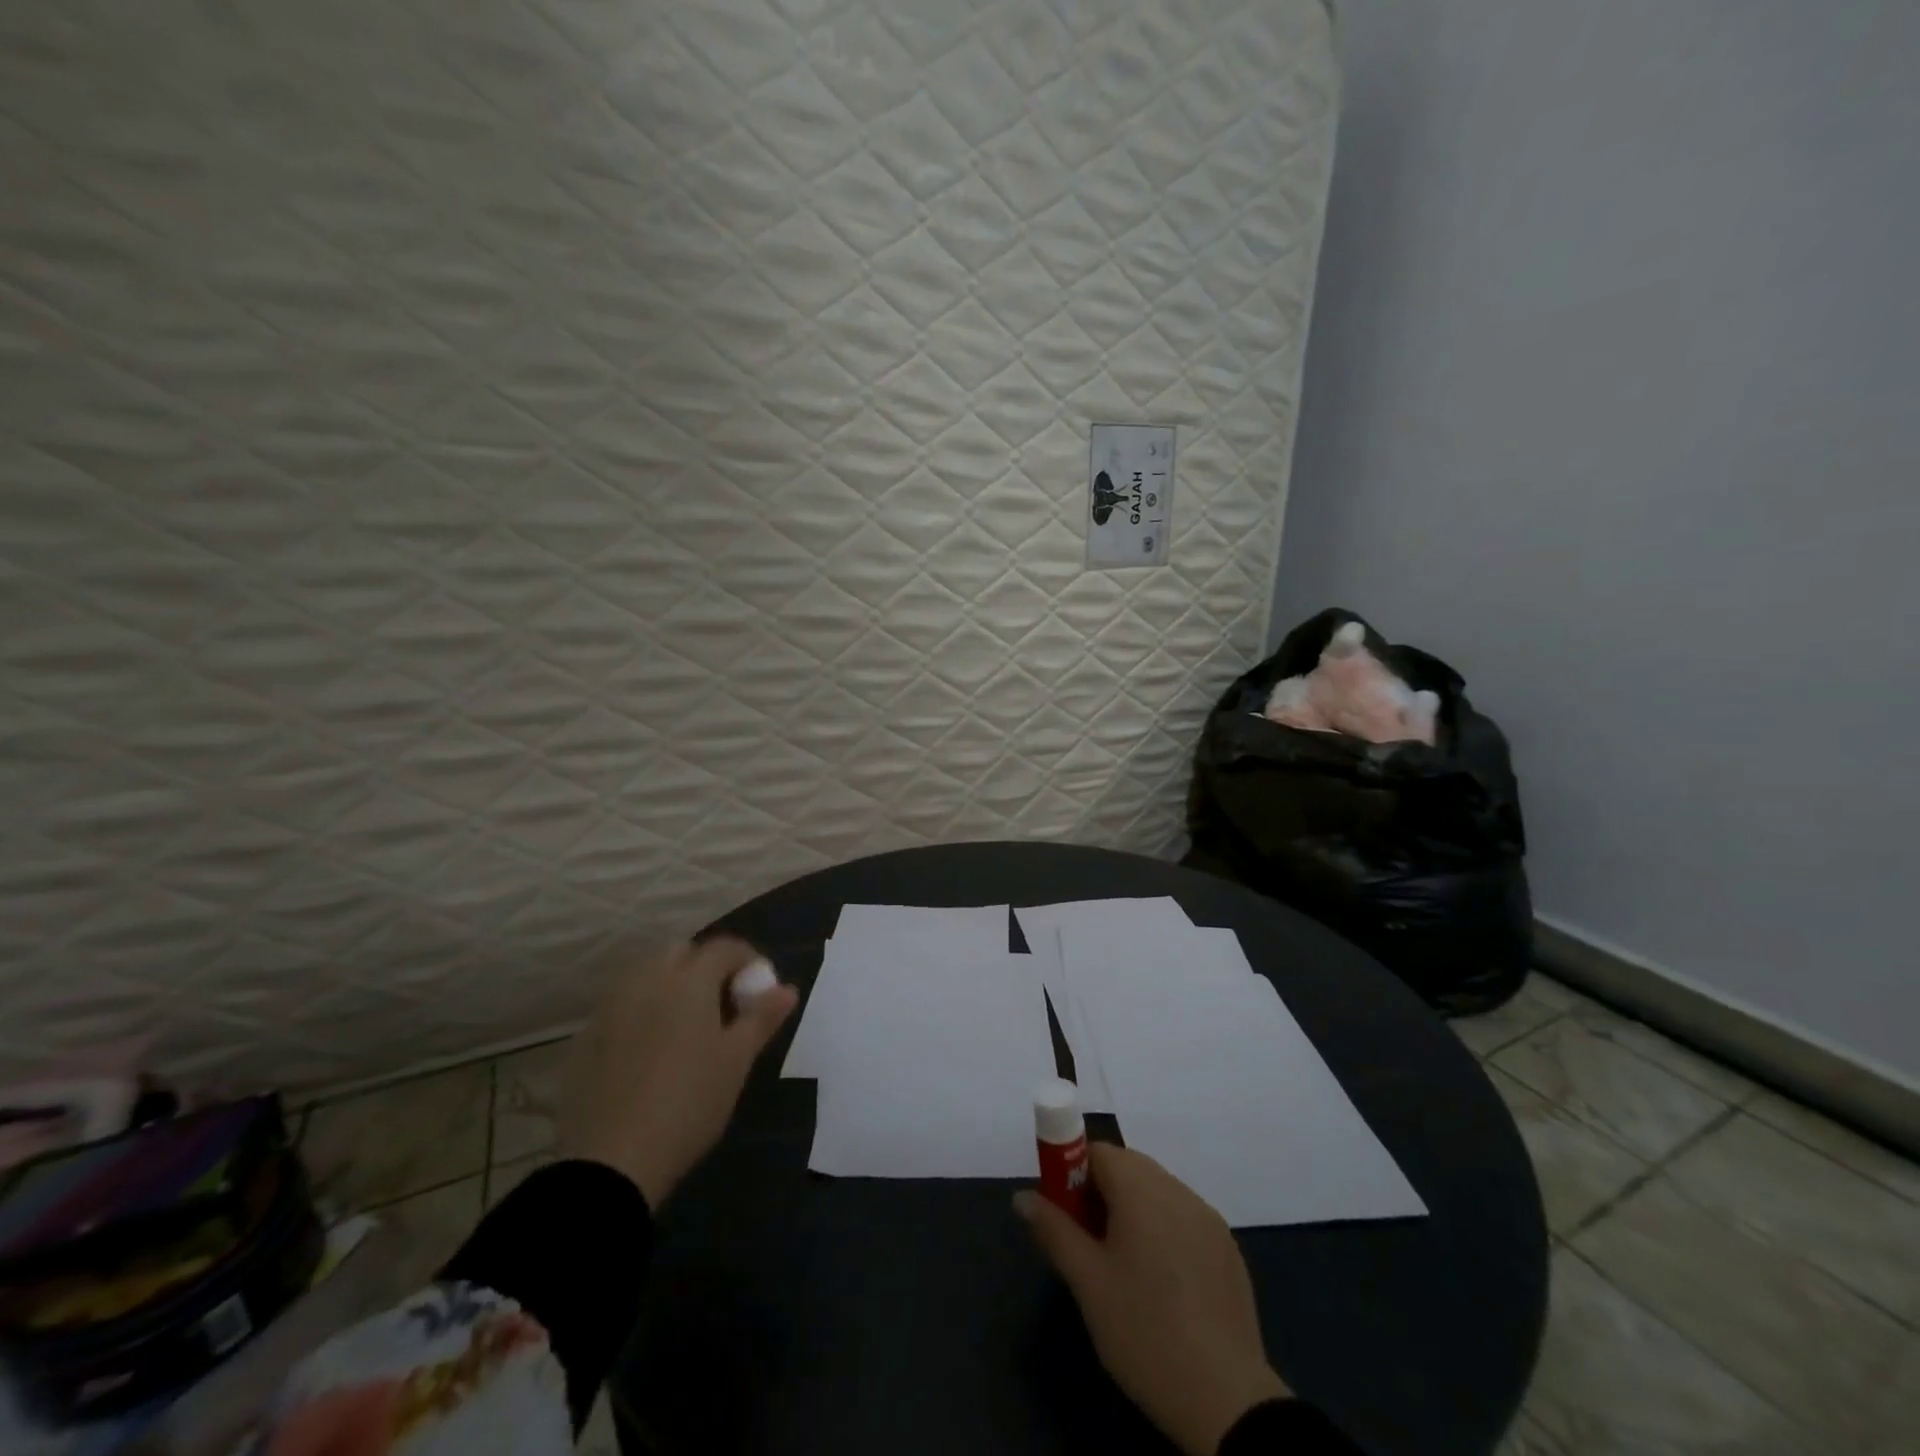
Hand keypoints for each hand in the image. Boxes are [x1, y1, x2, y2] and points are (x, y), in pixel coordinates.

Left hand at [559, 938, 796, 1208]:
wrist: (611, 1161)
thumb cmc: (689, 1102)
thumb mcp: (737, 1061)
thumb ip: (762, 1017)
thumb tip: (787, 988)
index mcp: (689, 980)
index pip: (725, 948)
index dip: (748, 961)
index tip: (760, 991)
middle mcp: (647, 980)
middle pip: (682, 954)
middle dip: (706, 969)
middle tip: (723, 1007)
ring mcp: (610, 1008)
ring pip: (648, 978)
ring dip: (672, 988)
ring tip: (688, 1030)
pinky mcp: (586, 1039)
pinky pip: (623, 1008)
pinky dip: (642, 1014)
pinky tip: (650, 1054)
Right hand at [1015, 1144, 1288, 1455]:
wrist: (1226, 1400)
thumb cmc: (1144, 1331)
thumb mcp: (1087, 1283)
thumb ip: (1053, 1230)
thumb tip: (1023, 1196)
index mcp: (1141, 1189)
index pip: (1098, 1152)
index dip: (1073, 1174)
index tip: (1064, 1215)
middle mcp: (1177, 1190)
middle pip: (1129, 1167)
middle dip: (1101, 1192)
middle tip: (1087, 1243)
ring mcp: (1208, 1218)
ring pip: (1157, 1192)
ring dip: (1133, 1211)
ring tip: (1122, 1267)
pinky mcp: (1228, 1248)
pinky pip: (1184, 1218)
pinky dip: (1163, 1231)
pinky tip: (1161, 1283)